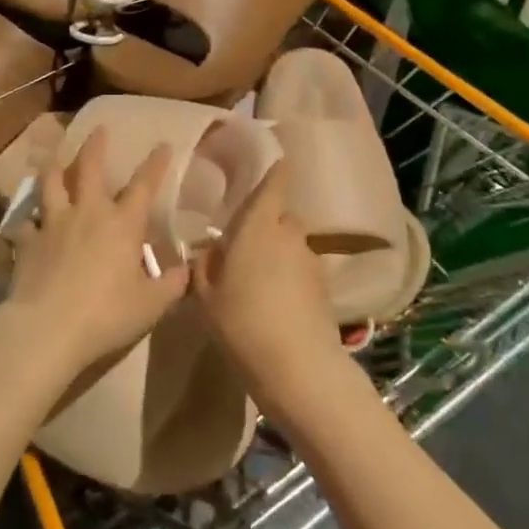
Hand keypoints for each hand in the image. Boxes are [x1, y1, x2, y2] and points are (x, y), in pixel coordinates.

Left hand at [0, 129, 189, 382]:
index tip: (163, 144)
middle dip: (95, 146)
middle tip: (98, 129)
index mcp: (122, 224)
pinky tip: (25, 222)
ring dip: (55, 168)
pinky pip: (24, 223)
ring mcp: (53, 223)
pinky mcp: (27, 241)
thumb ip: (172, 285)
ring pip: (51, 184)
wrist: (47, 329)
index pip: (144, 185)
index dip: (155, 164)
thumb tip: (188, 271)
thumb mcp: (151, 306)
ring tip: (55, 158)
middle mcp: (87, 213)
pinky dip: (26, 220)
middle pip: (90, 168)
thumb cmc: (107, 314)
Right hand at [192, 162, 344, 417]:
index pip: (275, 181)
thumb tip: (208, 249)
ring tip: (257, 279)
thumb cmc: (242, 322)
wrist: (298, 368)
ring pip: (291, 243)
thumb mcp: (206, 295)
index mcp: (259, 224)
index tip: (269, 161)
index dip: (274, 168)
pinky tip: (276, 302)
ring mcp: (311, 259)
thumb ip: (204, 265)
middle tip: (242, 244)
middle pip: (280, 216)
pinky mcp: (324, 286)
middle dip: (265, 223)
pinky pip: (301, 268)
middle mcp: (289, 232)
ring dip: (278, 252)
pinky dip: (290, 276)